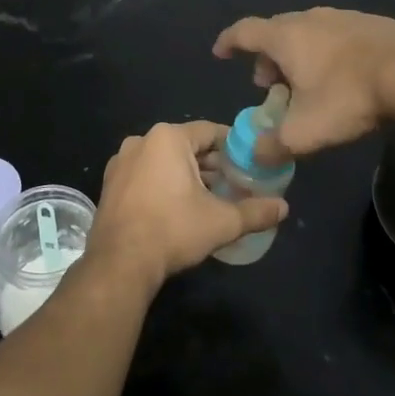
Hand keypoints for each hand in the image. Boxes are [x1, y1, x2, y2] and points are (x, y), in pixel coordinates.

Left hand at [89, 122, 287, 289]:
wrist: (120, 263)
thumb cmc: (173, 230)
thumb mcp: (221, 221)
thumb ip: (255, 211)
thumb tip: (284, 208)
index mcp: (167, 138)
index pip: (210, 132)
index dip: (233, 146)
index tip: (250, 162)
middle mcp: (141, 141)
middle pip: (186, 145)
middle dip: (211, 163)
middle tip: (234, 184)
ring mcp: (121, 162)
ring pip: (164, 160)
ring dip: (187, 174)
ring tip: (210, 198)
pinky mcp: (110, 184)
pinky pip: (145, 174)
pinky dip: (163, 184)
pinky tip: (178, 207)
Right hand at [212, 8, 394, 159]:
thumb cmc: (348, 97)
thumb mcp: (305, 132)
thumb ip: (273, 145)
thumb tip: (255, 155)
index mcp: (285, 37)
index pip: (243, 31)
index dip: (228, 42)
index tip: (220, 53)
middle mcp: (309, 18)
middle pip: (276, 32)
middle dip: (267, 58)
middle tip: (270, 85)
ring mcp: (342, 16)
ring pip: (307, 32)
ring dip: (298, 55)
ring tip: (307, 84)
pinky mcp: (370, 23)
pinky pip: (335, 35)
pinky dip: (326, 52)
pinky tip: (342, 76)